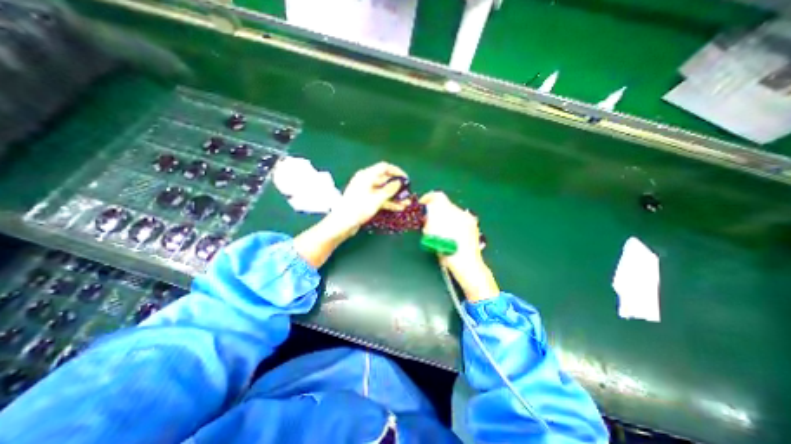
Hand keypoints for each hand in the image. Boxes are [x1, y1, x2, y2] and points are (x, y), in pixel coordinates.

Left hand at [296, 161, 406, 269]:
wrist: (343, 224)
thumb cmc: (358, 209)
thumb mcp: (376, 199)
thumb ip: (389, 190)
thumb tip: (398, 183)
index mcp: (366, 176)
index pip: (384, 167)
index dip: (396, 171)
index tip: (406, 179)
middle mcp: (366, 181)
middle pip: (385, 179)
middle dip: (397, 186)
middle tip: (408, 192)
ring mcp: (366, 191)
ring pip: (383, 190)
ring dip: (395, 196)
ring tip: (406, 203)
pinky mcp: (366, 201)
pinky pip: (380, 198)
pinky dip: (389, 202)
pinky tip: (399, 207)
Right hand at [416, 190, 496, 302]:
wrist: (468, 265)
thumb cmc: (447, 252)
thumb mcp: (432, 236)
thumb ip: (428, 222)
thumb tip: (426, 214)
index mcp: (450, 213)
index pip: (437, 196)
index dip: (428, 198)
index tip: (422, 205)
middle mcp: (461, 212)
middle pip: (445, 204)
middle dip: (435, 211)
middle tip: (429, 221)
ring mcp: (468, 219)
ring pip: (452, 212)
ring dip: (444, 217)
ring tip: (440, 229)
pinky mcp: (473, 225)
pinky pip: (459, 218)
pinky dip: (452, 222)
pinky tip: (450, 234)